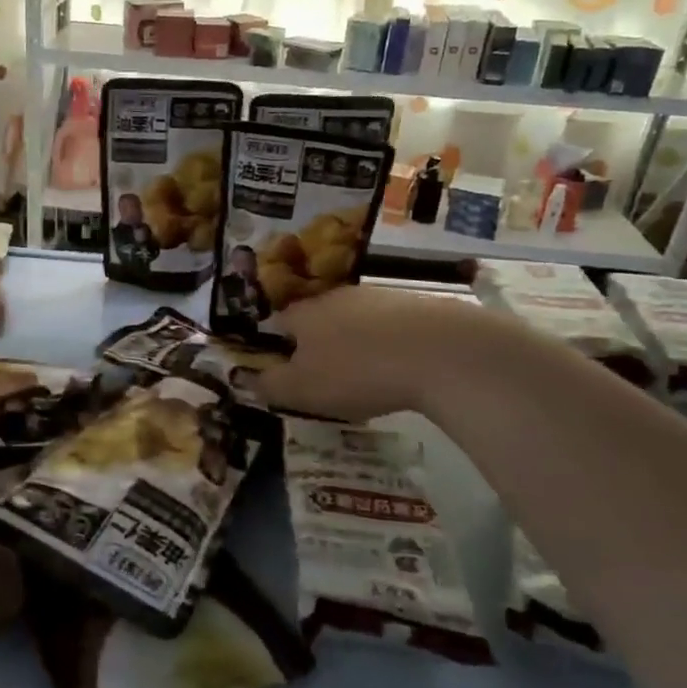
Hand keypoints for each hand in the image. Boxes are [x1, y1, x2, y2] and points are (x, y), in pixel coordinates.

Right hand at [257, 286, 513, 422]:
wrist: (440, 351)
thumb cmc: (357, 372)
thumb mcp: (302, 390)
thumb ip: (271, 385)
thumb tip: (246, 378)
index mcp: (304, 313)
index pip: (278, 322)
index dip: (276, 345)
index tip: (283, 370)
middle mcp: (336, 297)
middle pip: (317, 319)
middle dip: (317, 344)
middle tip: (324, 377)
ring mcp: (378, 297)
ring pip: (355, 321)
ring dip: (354, 343)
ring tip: (365, 376)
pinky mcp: (415, 305)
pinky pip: (390, 327)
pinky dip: (388, 345)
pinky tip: (399, 368)